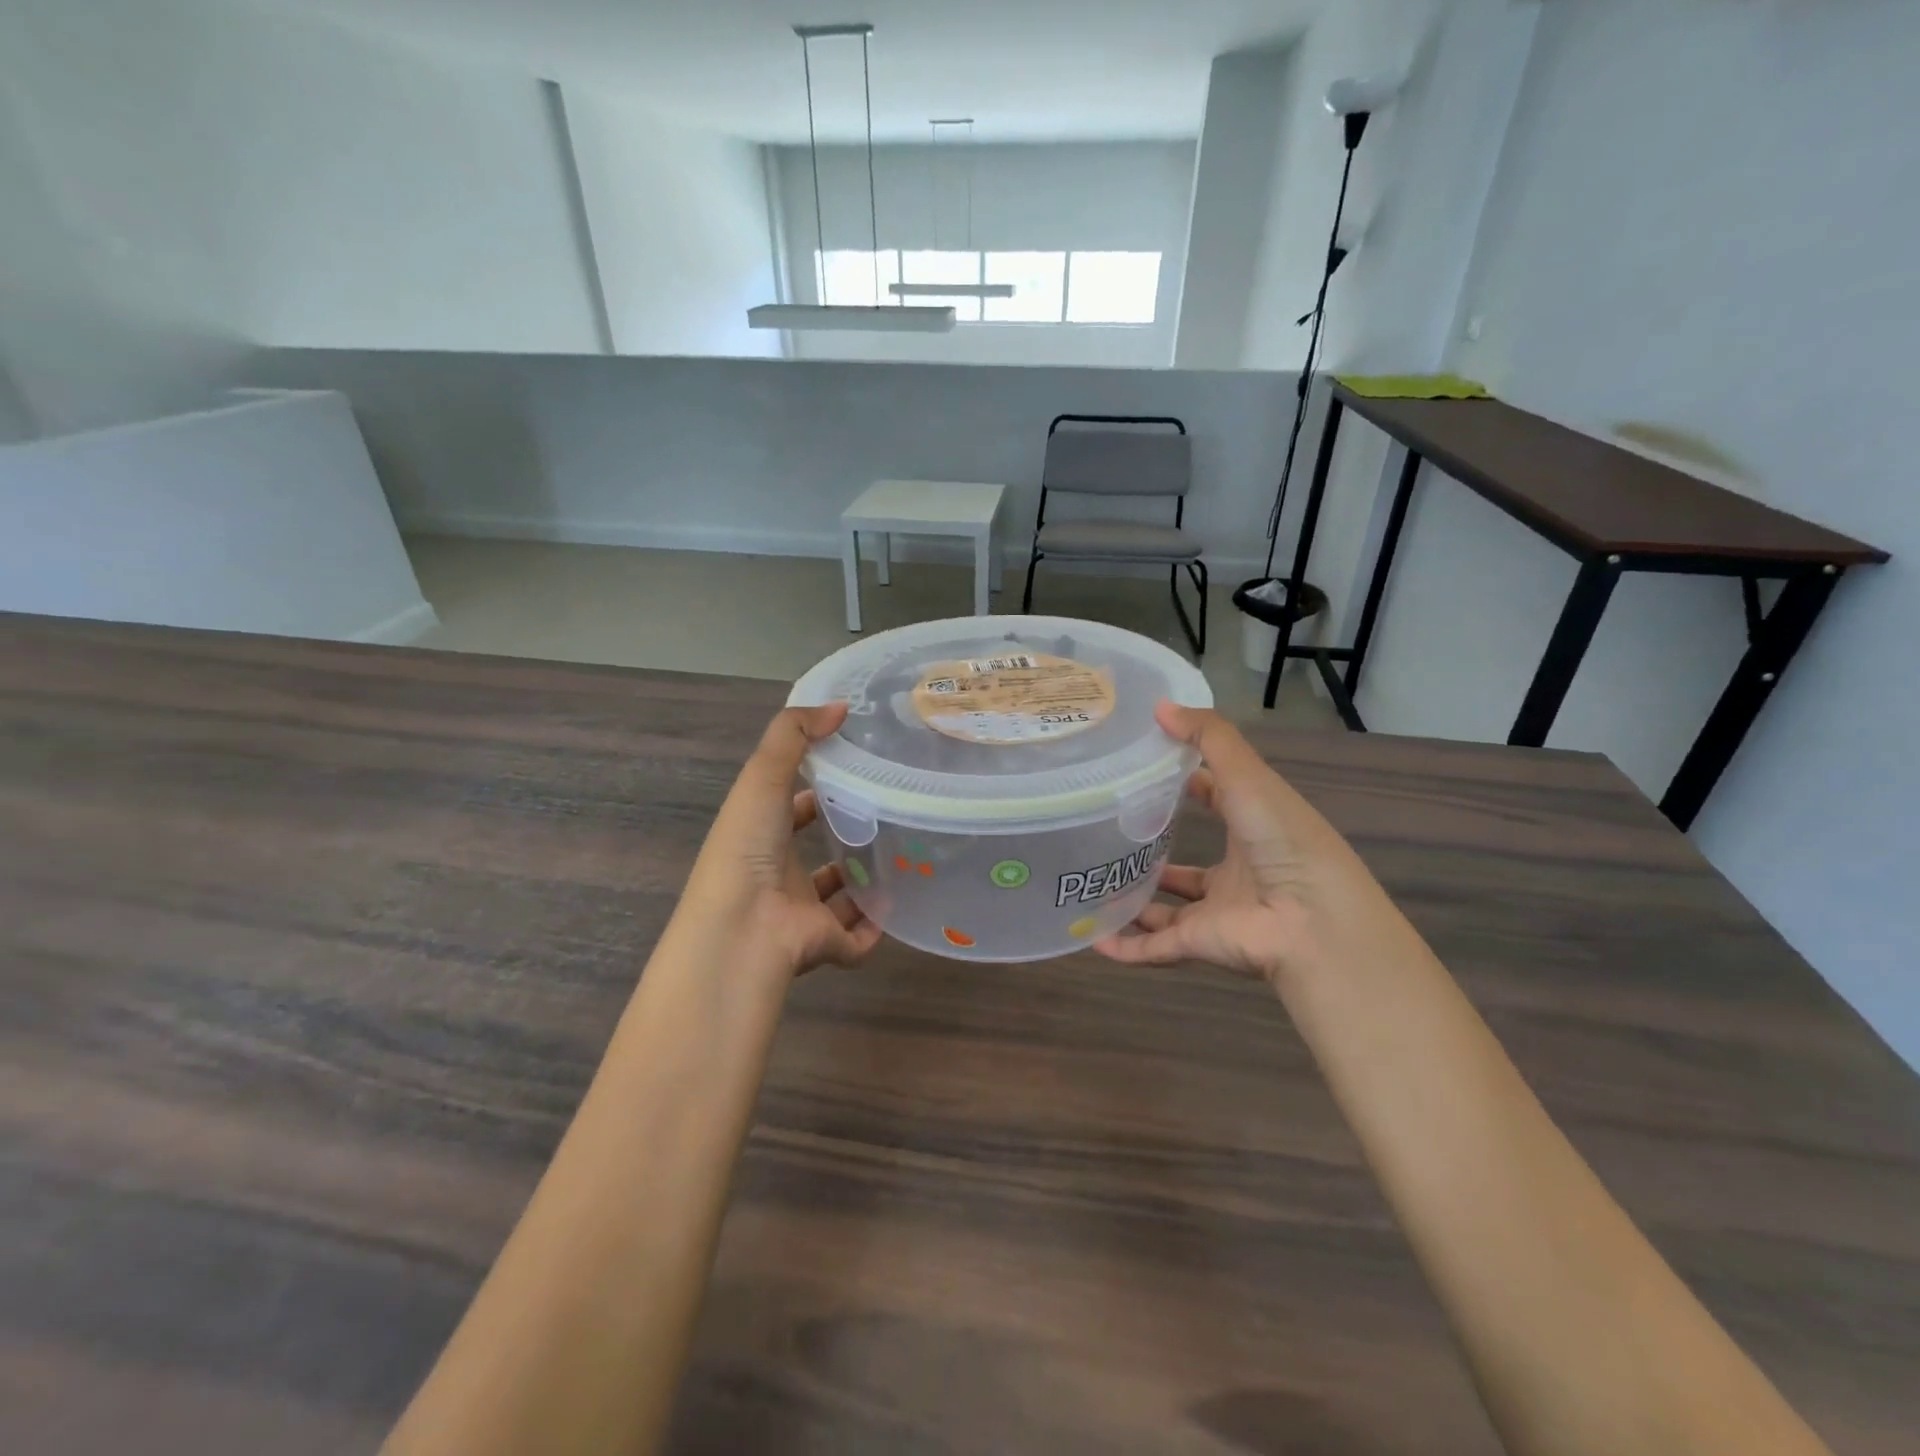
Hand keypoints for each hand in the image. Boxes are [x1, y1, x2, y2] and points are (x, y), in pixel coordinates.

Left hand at [671, 703, 882, 980]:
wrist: (743, 931)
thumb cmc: (747, 848)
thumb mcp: (762, 776)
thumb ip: (794, 734)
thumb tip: (840, 706)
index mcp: (761, 836)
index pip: (790, 809)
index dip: (816, 790)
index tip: (856, 773)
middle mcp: (778, 874)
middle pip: (815, 855)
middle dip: (846, 838)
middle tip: (890, 816)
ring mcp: (801, 914)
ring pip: (838, 899)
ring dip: (863, 883)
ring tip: (904, 858)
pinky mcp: (825, 946)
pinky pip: (856, 939)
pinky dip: (875, 928)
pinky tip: (900, 906)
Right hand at [1095, 702, 1385, 985]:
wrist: (1312, 923)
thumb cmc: (1284, 841)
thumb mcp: (1249, 776)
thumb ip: (1209, 739)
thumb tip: (1160, 706)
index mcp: (1253, 828)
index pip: (1216, 800)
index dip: (1186, 784)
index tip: (1143, 768)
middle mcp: (1235, 871)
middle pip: (1189, 862)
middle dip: (1154, 850)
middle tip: (1106, 830)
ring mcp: (1215, 911)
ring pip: (1167, 908)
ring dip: (1135, 900)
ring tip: (1092, 882)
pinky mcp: (1198, 944)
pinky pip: (1153, 950)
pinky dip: (1123, 948)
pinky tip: (1090, 938)